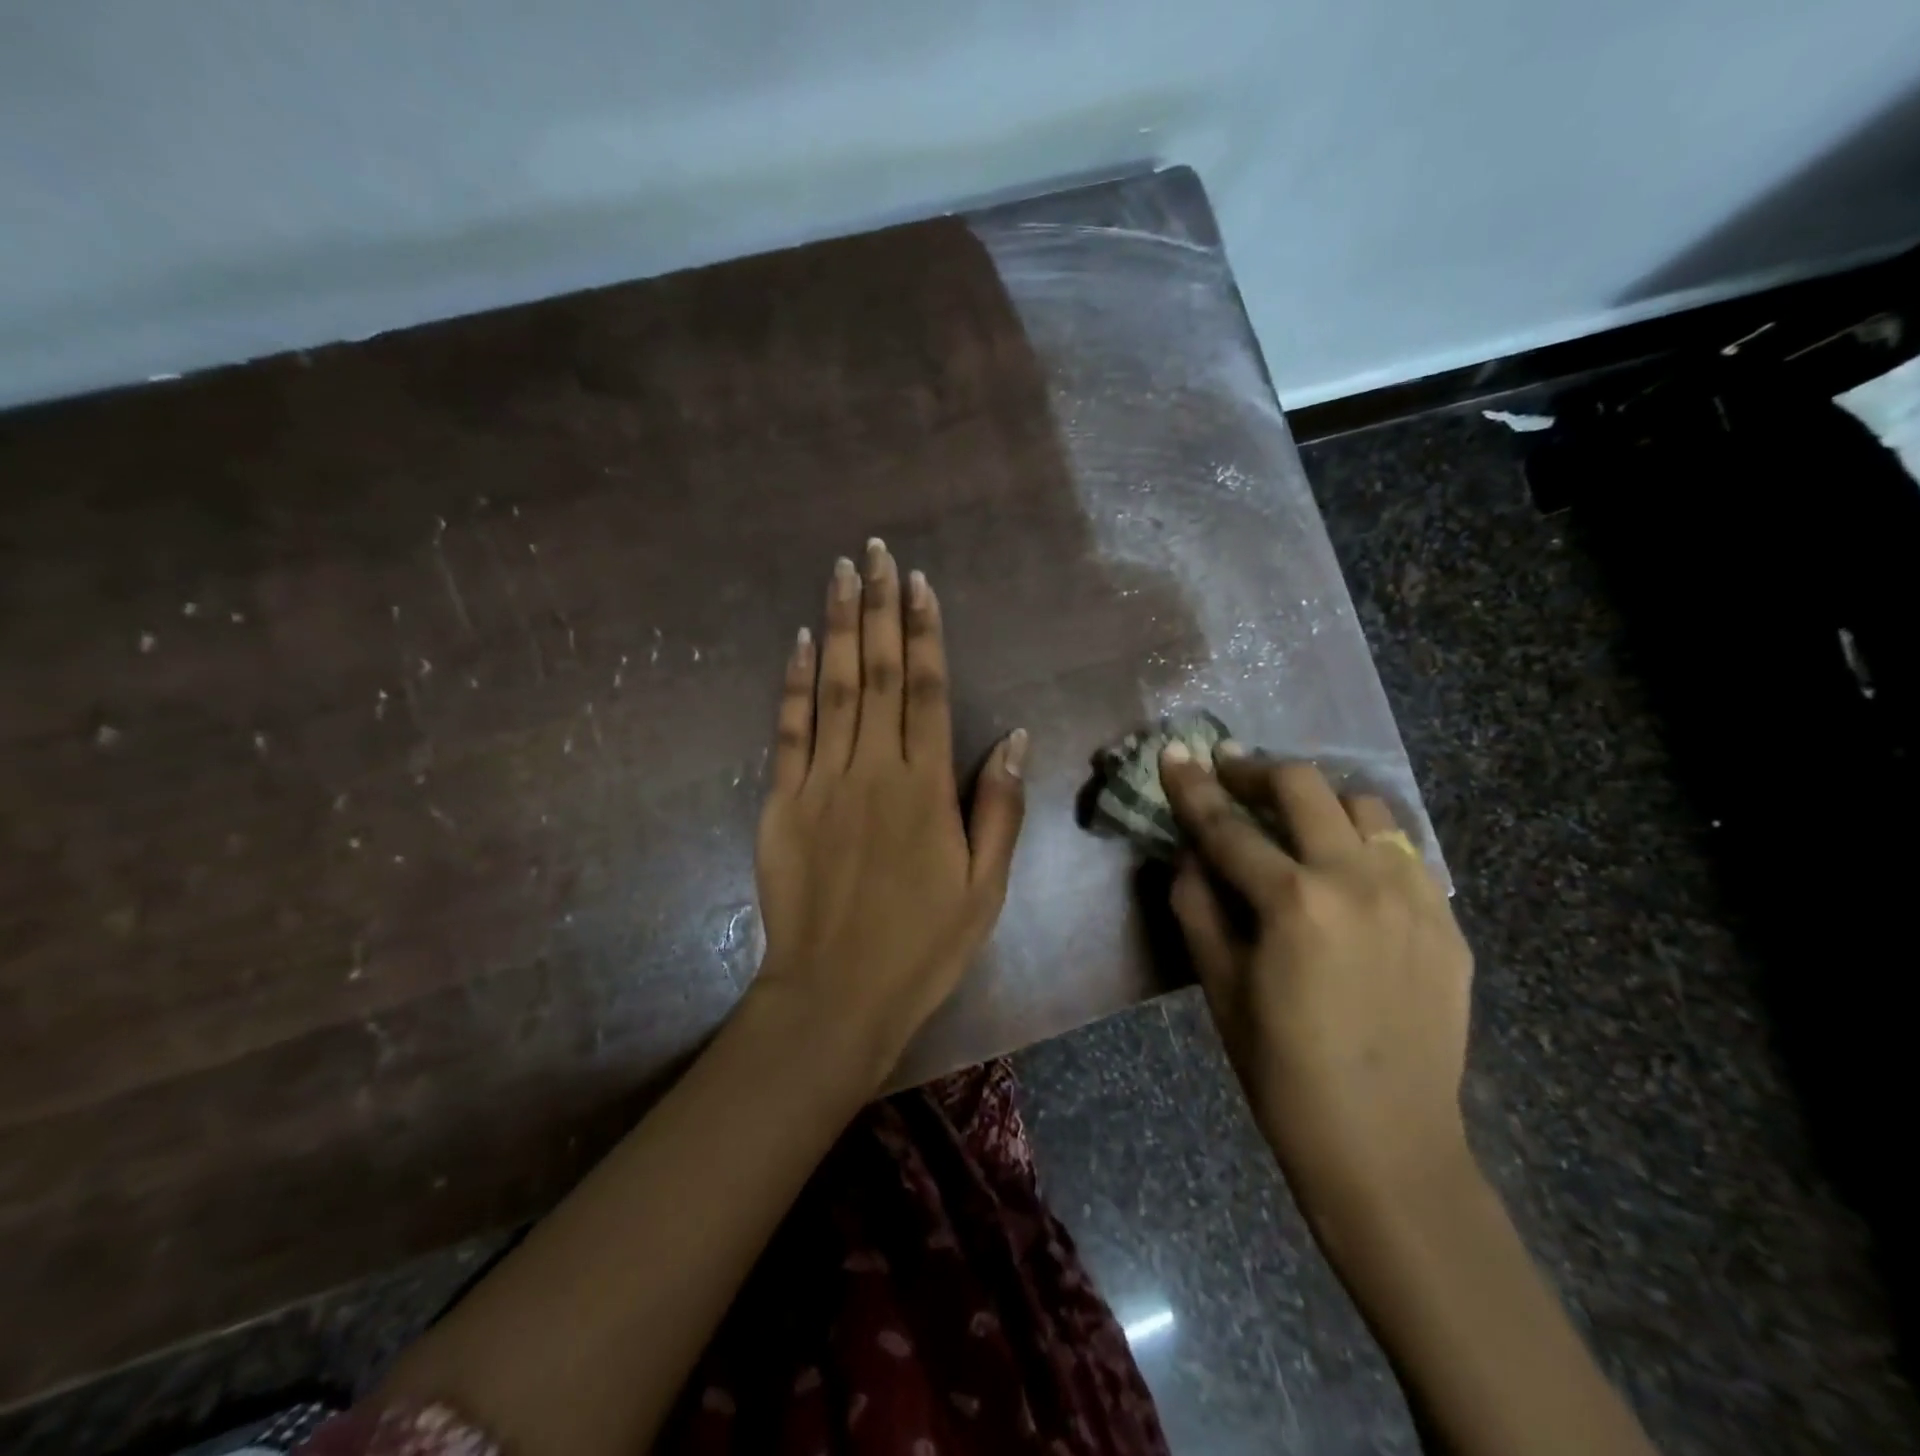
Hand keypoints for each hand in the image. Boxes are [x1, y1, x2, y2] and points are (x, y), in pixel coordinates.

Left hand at [751, 542, 1027, 1084]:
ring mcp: (821, 783)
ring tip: (841, 574)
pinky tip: (800, 643)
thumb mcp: (985, 888)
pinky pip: (788, 731)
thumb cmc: (922, 946)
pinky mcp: (780, 803)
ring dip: (838, 627)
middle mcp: (873, 770)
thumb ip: (998, 808)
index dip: (923, 633)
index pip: (926, 691)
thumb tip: (1012, 737)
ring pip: (832, 689)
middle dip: (879, 608)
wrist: (835, 995)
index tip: (919, 584)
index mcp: (926, 789)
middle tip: (876, 552)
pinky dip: (793, 684)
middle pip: (877, 673)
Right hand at [1160, 744, 1473, 1221]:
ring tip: (1293, 818)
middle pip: (1304, 786)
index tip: (1173, 752)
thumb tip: (1190, 854)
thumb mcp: (1219, 986)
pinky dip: (1364, 840)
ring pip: (1365, 806)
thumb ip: (1197, 906)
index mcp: (1295, 902)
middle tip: (1230, 774)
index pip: (1228, 826)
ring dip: (1319, 799)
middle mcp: (1358, 881)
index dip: (1193, 787)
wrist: (1387, 1146)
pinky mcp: (1447, 921)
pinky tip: (1345, 866)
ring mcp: (1414, 896)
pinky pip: (1403, 852)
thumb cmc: (1282, 1071)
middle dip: (1257, 770)